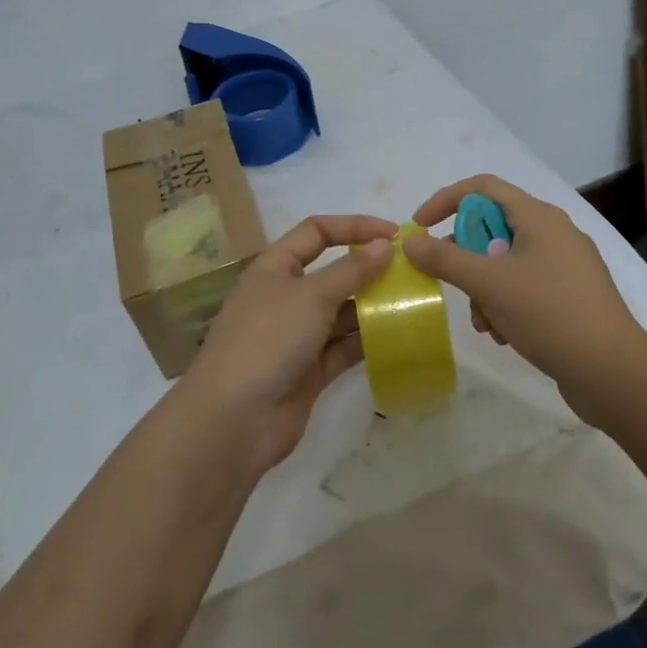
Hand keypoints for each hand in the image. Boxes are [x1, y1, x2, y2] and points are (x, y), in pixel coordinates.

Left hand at [180, 214, 396, 475]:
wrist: (233, 420)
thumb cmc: (268, 340)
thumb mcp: (311, 296)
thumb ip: (351, 270)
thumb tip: (385, 244)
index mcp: (275, 268)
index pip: (316, 232)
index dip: (353, 227)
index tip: (393, 234)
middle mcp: (285, 297)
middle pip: (332, 273)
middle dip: (369, 270)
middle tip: (410, 273)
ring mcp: (297, 336)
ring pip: (341, 312)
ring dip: (373, 307)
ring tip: (412, 303)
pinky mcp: (310, 370)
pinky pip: (344, 348)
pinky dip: (367, 341)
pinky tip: (398, 337)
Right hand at [403, 175, 641, 421]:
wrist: (614, 372)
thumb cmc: (550, 314)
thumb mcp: (489, 284)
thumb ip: (445, 259)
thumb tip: (410, 241)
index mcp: (538, 217)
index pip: (482, 187)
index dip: (445, 200)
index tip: (419, 227)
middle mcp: (553, 233)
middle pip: (491, 228)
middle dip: (465, 259)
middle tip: (451, 284)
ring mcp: (564, 265)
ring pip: (504, 263)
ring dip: (483, 290)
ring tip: (485, 324)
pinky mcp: (570, 296)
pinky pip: (524, 287)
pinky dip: (505, 305)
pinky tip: (504, 335)